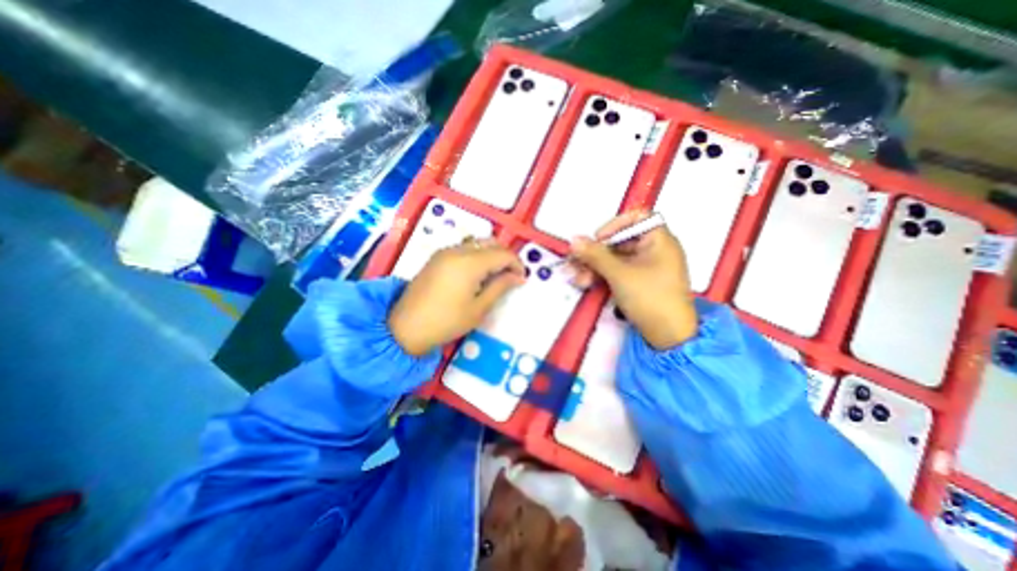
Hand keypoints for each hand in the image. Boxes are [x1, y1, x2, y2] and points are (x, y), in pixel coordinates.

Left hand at [386, 237, 519, 354]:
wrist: (405, 328)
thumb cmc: (446, 322)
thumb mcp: (479, 308)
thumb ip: (500, 287)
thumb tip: (518, 276)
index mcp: (470, 263)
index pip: (503, 254)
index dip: (516, 264)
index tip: (521, 279)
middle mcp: (457, 250)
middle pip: (491, 243)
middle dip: (505, 256)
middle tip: (510, 276)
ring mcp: (445, 251)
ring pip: (477, 243)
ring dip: (491, 254)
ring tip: (495, 275)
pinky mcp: (437, 257)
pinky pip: (464, 248)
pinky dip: (477, 255)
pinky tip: (477, 273)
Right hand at [569, 212, 696, 350]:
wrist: (668, 336)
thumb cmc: (650, 298)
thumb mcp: (619, 274)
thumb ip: (595, 255)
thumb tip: (574, 239)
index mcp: (659, 240)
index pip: (637, 218)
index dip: (615, 224)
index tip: (598, 238)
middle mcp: (653, 250)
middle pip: (618, 241)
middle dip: (594, 252)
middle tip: (574, 261)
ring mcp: (644, 267)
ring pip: (613, 258)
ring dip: (593, 266)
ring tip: (575, 278)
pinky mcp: (636, 282)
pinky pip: (616, 272)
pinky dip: (600, 275)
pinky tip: (584, 283)